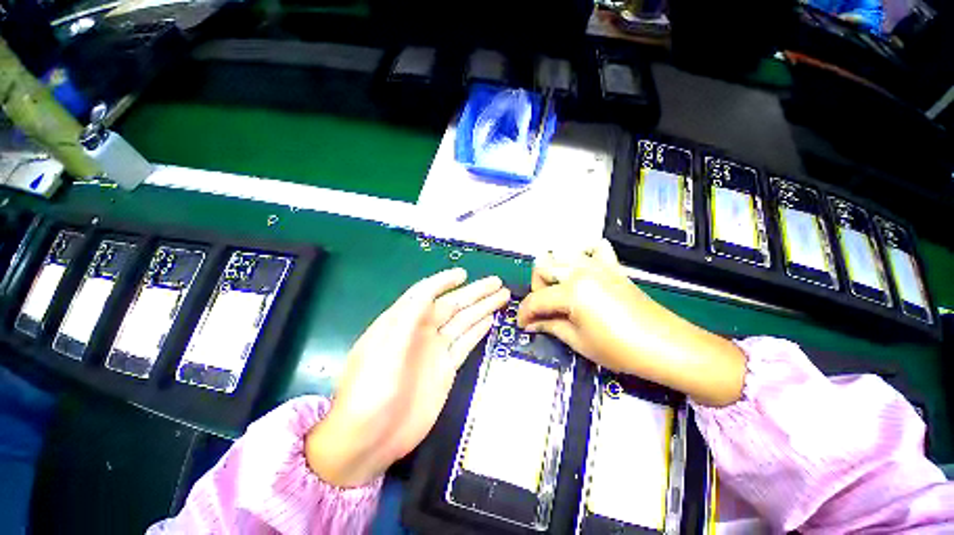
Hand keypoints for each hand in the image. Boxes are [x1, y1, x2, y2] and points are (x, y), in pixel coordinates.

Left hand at [306, 268, 509, 486]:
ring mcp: (436, 350)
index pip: (426, 293)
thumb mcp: (384, 349)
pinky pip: (465, 343)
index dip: (444, 281)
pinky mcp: (446, 369)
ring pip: (463, 322)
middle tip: (497, 282)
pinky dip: (477, 331)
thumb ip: (407, 318)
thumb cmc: (370, 390)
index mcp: (402, 321)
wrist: (369, 440)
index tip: (463, 274)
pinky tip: (489, 320)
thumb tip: (429, 292)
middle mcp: (421, 331)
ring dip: (482, 308)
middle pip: (452, 305)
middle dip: (475, 292)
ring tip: (501, 296)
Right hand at [517, 240, 745, 406]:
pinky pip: (594, 249)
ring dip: (554, 271)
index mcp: (571, 291)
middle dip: (536, 289)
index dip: (525, 313)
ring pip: (562, 254)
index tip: (522, 325)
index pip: (536, 299)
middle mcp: (580, 270)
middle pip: (543, 268)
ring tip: (560, 292)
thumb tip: (531, 324)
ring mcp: (597, 265)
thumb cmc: (620, 349)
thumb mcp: (578, 341)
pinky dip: (584, 255)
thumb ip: (550, 326)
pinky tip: (584, 271)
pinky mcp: (612, 267)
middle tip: (544, 310)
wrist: (666, 346)